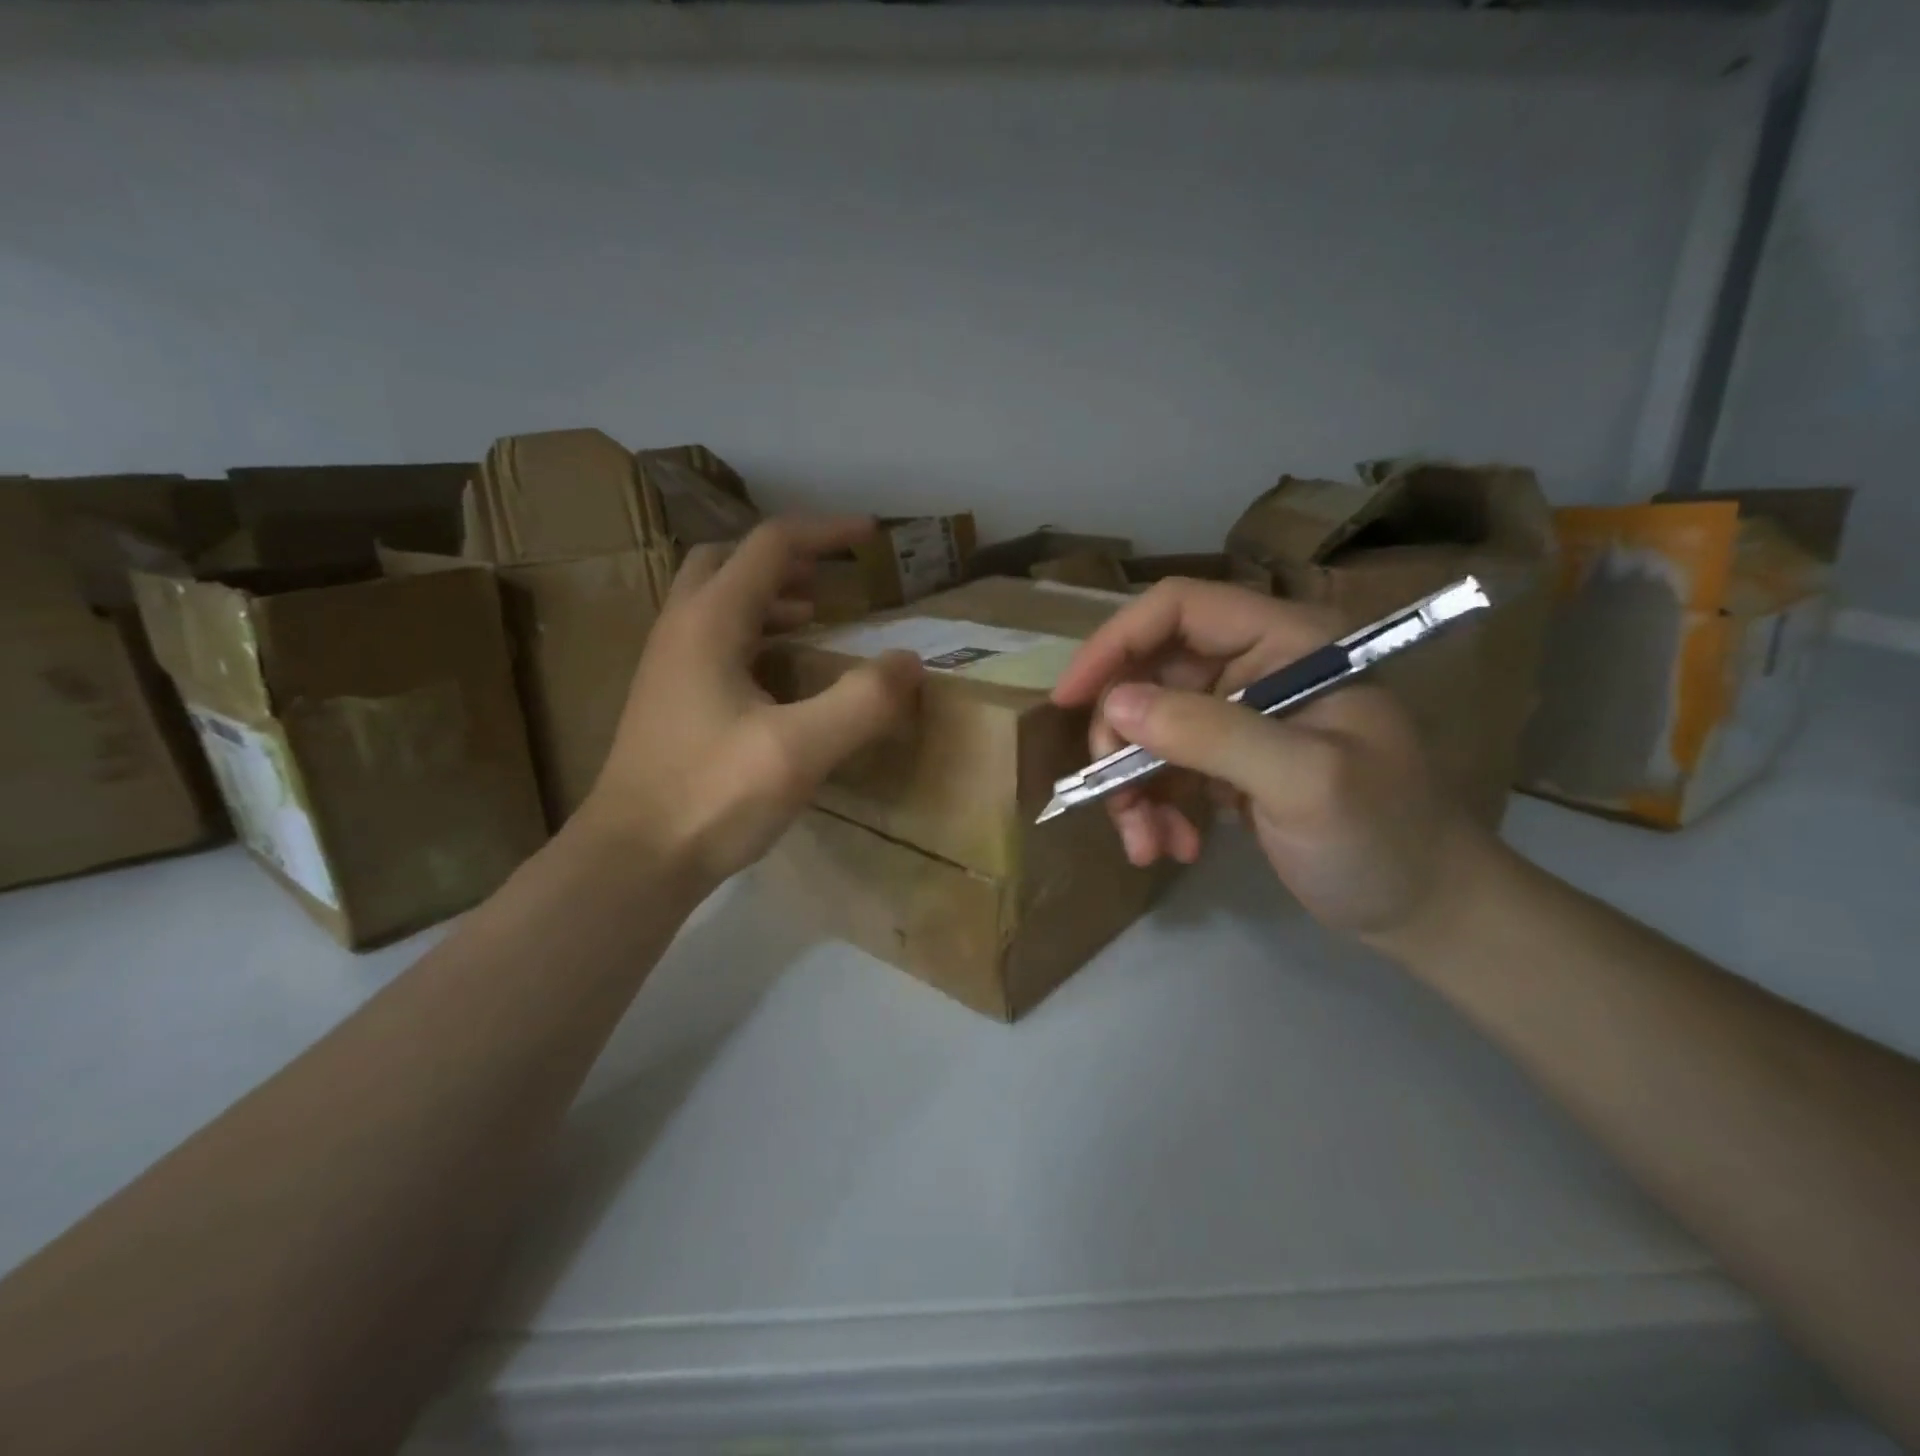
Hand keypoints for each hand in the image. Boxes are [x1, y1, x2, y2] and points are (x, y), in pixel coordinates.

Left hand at [577, 516, 922, 889]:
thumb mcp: (799, 750)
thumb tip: (910, 662)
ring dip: (767, 595)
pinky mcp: (669, 699)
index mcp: (711, 621)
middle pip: (730, 560)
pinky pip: (713, 639)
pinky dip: (753, 633)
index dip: (825, 532)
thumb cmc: (711, 796)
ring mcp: (668, 665)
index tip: (871, 537)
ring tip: (815, 618)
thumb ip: (862, 701)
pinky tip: (780, 675)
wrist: (633, 860)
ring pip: (716, 600)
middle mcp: (682, 629)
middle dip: (787, 558)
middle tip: (832, 577)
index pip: (771, 546)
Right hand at [1051, 578, 1486, 940]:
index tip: (1070, 700)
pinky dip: (1153, 808)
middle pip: (1151, 674)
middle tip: (1113, 796)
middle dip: (1121, 739)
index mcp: (1287, 642)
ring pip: (1147, 728)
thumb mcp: (1303, 782)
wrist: (1422, 907)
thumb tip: (1115, 704)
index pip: (1180, 608)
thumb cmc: (1382, 836)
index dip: (1116, 643)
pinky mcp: (1227, 761)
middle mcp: (1257, 667)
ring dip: (1132, 787)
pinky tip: (1172, 847)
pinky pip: (1163, 768)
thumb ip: (1212, 734)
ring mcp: (1239, 716)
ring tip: (1145, 843)